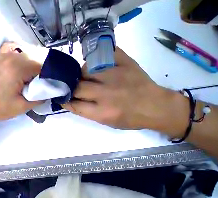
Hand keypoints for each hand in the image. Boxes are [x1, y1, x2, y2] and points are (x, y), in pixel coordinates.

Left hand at [0, 43, 42, 127]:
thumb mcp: (23, 106)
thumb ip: (40, 98)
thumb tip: (49, 92)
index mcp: (17, 68)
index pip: (42, 65)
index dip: (50, 74)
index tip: (53, 84)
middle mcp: (10, 56)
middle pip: (35, 58)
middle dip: (43, 70)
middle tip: (46, 83)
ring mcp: (2, 55)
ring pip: (26, 55)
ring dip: (34, 65)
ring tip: (37, 79)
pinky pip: (15, 53)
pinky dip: (24, 59)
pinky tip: (25, 69)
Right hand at [64, 47, 186, 131]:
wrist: (156, 106)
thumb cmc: (130, 118)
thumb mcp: (106, 122)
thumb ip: (88, 112)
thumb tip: (73, 100)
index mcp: (102, 112)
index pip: (75, 105)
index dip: (65, 100)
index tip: (61, 97)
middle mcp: (106, 93)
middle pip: (78, 86)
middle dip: (71, 87)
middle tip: (72, 87)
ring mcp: (116, 75)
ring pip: (87, 69)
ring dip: (82, 74)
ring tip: (87, 77)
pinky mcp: (125, 63)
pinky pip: (104, 54)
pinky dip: (96, 60)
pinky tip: (98, 66)